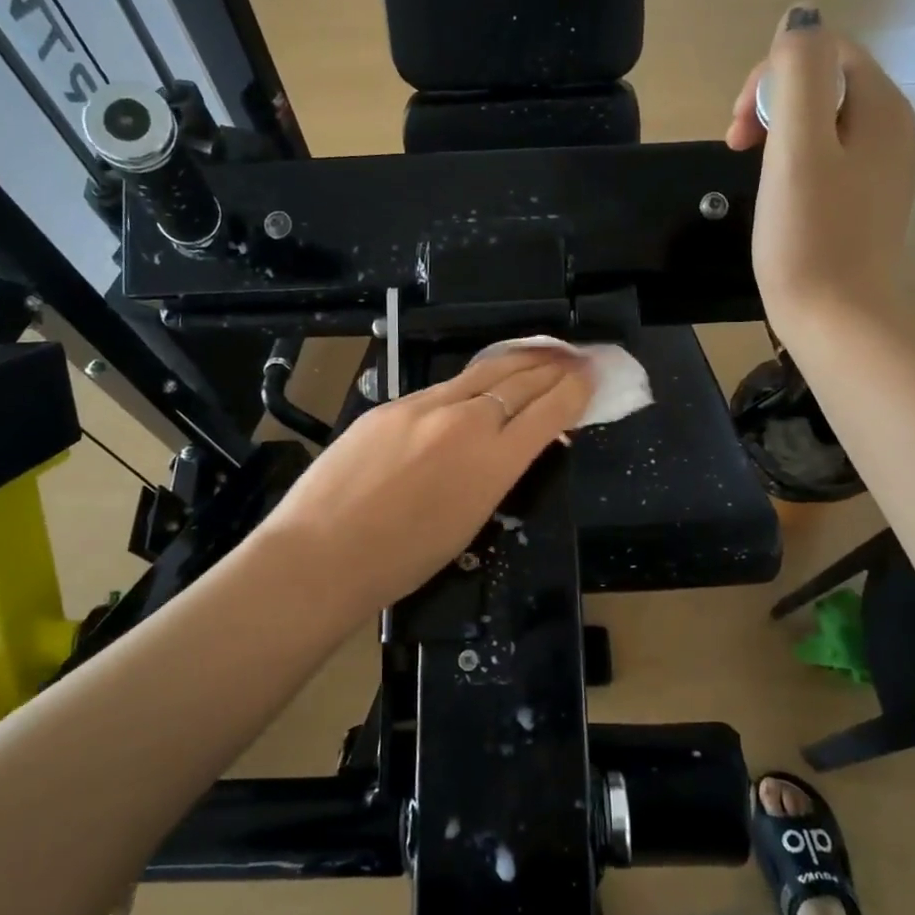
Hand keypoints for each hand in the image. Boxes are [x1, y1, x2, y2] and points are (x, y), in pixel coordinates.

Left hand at [253, 349, 595, 614]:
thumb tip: (518, 445)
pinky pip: (443, 387)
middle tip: (577, 354)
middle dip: (554, 365)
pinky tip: (479, 383)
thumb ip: (499, 474)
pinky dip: (472, 382)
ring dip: (518, 361)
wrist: (321, 554)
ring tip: (540, 353)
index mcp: (492, 460)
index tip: (593, 374)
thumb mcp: (470, 521)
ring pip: (483, 372)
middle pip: (521, 379)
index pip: (550, 410)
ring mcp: (423, 405)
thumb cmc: (402, 560)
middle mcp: (464, 420)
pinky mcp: (390, 404)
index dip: (577, 389)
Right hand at [727, 4, 914, 335]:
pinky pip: (830, 159)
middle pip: (825, 85)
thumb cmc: (809, 237)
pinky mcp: (868, 202)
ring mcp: (884, 169)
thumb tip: (800, 16)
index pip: (823, 52)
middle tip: (738, 149)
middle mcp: (894, 129)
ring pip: (824, 123)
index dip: (769, 78)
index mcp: (882, 107)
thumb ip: (796, 73)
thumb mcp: (796, 147)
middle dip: (772, 104)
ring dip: (780, 135)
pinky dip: (797, 164)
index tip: (738, 131)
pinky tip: (781, 197)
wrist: (838, 321)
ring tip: (755, 174)